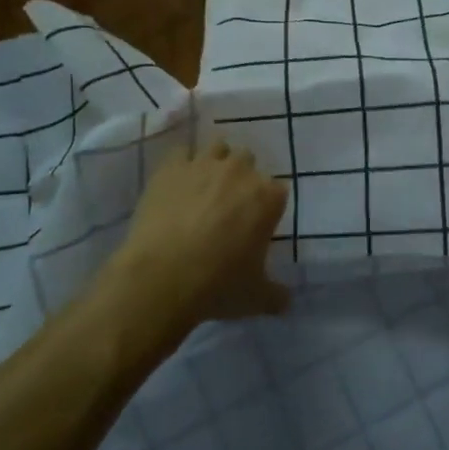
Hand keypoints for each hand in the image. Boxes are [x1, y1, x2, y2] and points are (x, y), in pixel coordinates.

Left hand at [106, 141, 290, 336]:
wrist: (162, 278)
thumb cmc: (218, 285)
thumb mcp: (256, 298)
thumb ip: (276, 294)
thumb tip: (286, 301)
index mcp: (268, 197)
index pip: (278, 190)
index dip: (267, 206)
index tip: (257, 224)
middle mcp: (241, 171)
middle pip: (248, 161)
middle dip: (242, 178)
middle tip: (229, 206)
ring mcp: (204, 165)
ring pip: (218, 148)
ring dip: (215, 163)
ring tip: (203, 188)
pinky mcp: (171, 167)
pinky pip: (180, 154)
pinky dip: (180, 165)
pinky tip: (175, 184)